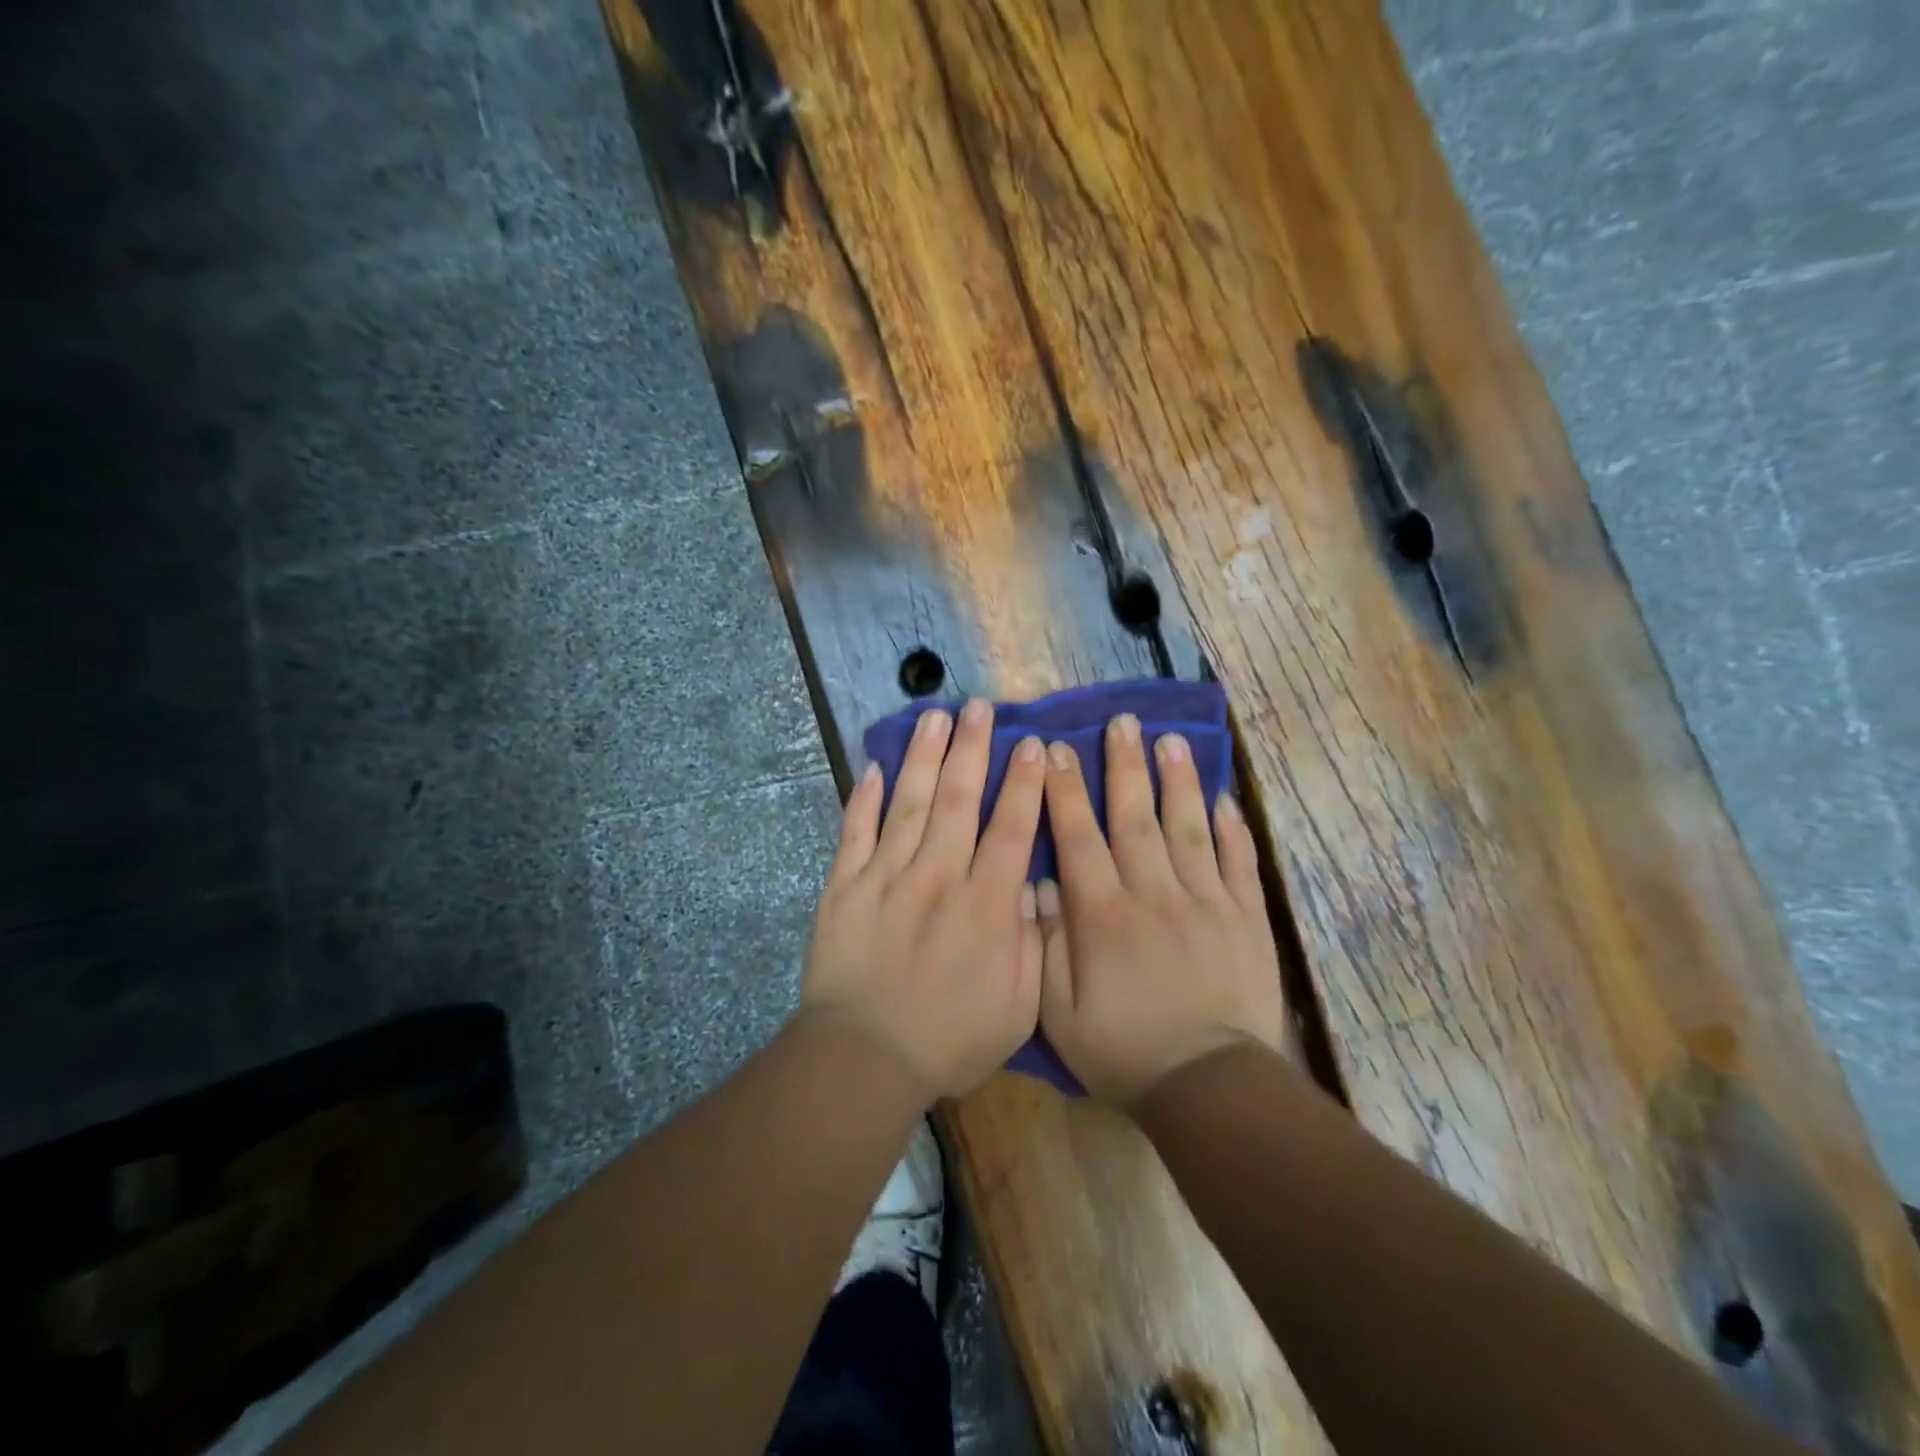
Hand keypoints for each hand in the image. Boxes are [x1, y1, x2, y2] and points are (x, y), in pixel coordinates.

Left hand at [800, 699, 1046, 1100]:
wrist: (864, 1059)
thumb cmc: (948, 1040)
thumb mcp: (1015, 1007)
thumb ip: (1029, 942)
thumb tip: (1031, 887)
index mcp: (984, 905)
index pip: (1011, 829)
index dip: (1025, 784)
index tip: (1034, 745)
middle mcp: (938, 876)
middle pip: (960, 799)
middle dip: (973, 749)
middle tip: (980, 707)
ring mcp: (886, 876)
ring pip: (910, 803)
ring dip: (925, 757)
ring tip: (936, 717)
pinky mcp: (844, 886)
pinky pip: (855, 831)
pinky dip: (863, 797)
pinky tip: (874, 766)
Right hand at [1036, 713, 1286, 1106]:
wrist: (1208, 1088)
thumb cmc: (1123, 1051)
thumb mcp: (1059, 1012)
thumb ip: (1046, 944)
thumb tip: (1041, 884)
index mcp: (1103, 914)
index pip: (1079, 837)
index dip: (1064, 791)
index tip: (1055, 750)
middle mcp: (1153, 894)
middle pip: (1134, 817)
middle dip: (1123, 766)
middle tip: (1121, 723)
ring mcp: (1205, 902)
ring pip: (1187, 827)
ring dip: (1175, 781)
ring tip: (1169, 740)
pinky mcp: (1244, 918)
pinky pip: (1237, 863)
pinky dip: (1230, 829)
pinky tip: (1223, 799)